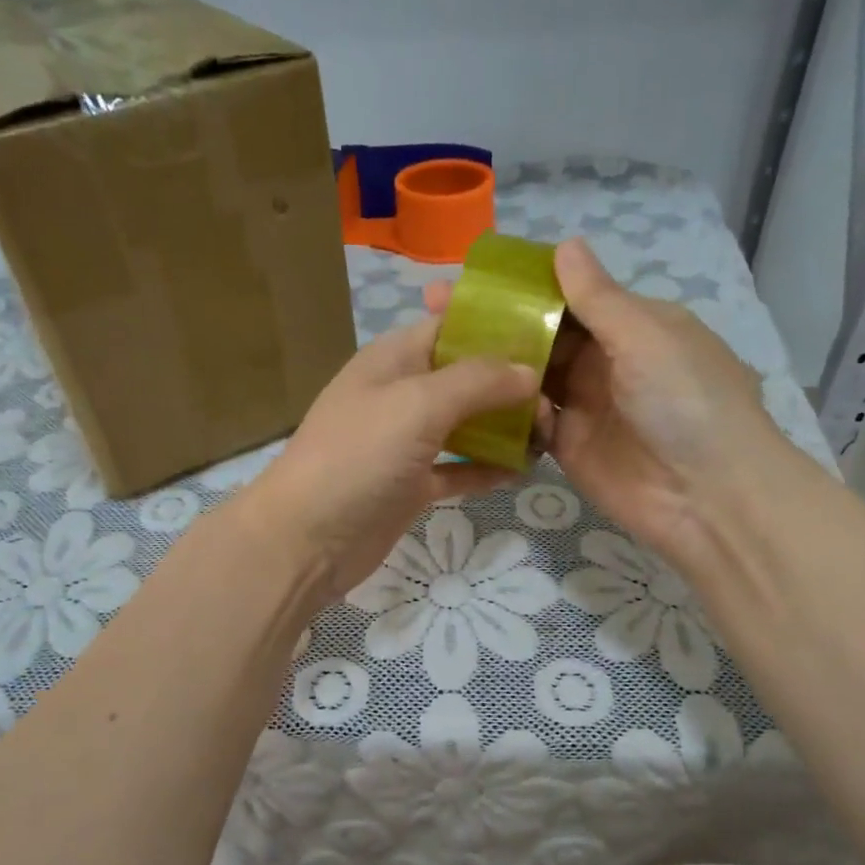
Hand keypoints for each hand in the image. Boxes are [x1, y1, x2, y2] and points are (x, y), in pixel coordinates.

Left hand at [233, 318, 540, 604]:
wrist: (305, 540)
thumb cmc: (357, 457)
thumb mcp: (417, 404)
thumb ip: (477, 381)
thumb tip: (529, 371)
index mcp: (393, 358)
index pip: (453, 325)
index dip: (499, 325)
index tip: (551, 334)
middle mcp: (400, 394)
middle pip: (465, 376)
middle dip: (511, 382)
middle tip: (559, 398)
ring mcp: (404, 443)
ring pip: (465, 424)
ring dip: (504, 427)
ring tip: (551, 433)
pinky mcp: (410, 485)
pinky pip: (457, 468)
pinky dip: (485, 468)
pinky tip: (522, 471)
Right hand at [425, 239, 782, 565]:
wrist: (707, 496)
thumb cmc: (685, 401)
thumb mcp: (646, 336)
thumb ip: (598, 298)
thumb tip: (565, 245)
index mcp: (630, 325)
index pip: (567, 295)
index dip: (520, 286)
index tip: (470, 276)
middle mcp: (604, 360)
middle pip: (540, 334)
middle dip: (494, 322)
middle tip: (433, 311)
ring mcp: (583, 405)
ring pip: (528, 375)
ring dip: (490, 364)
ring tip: (435, 349)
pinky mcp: (567, 446)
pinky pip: (528, 420)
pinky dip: (503, 409)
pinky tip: (463, 396)